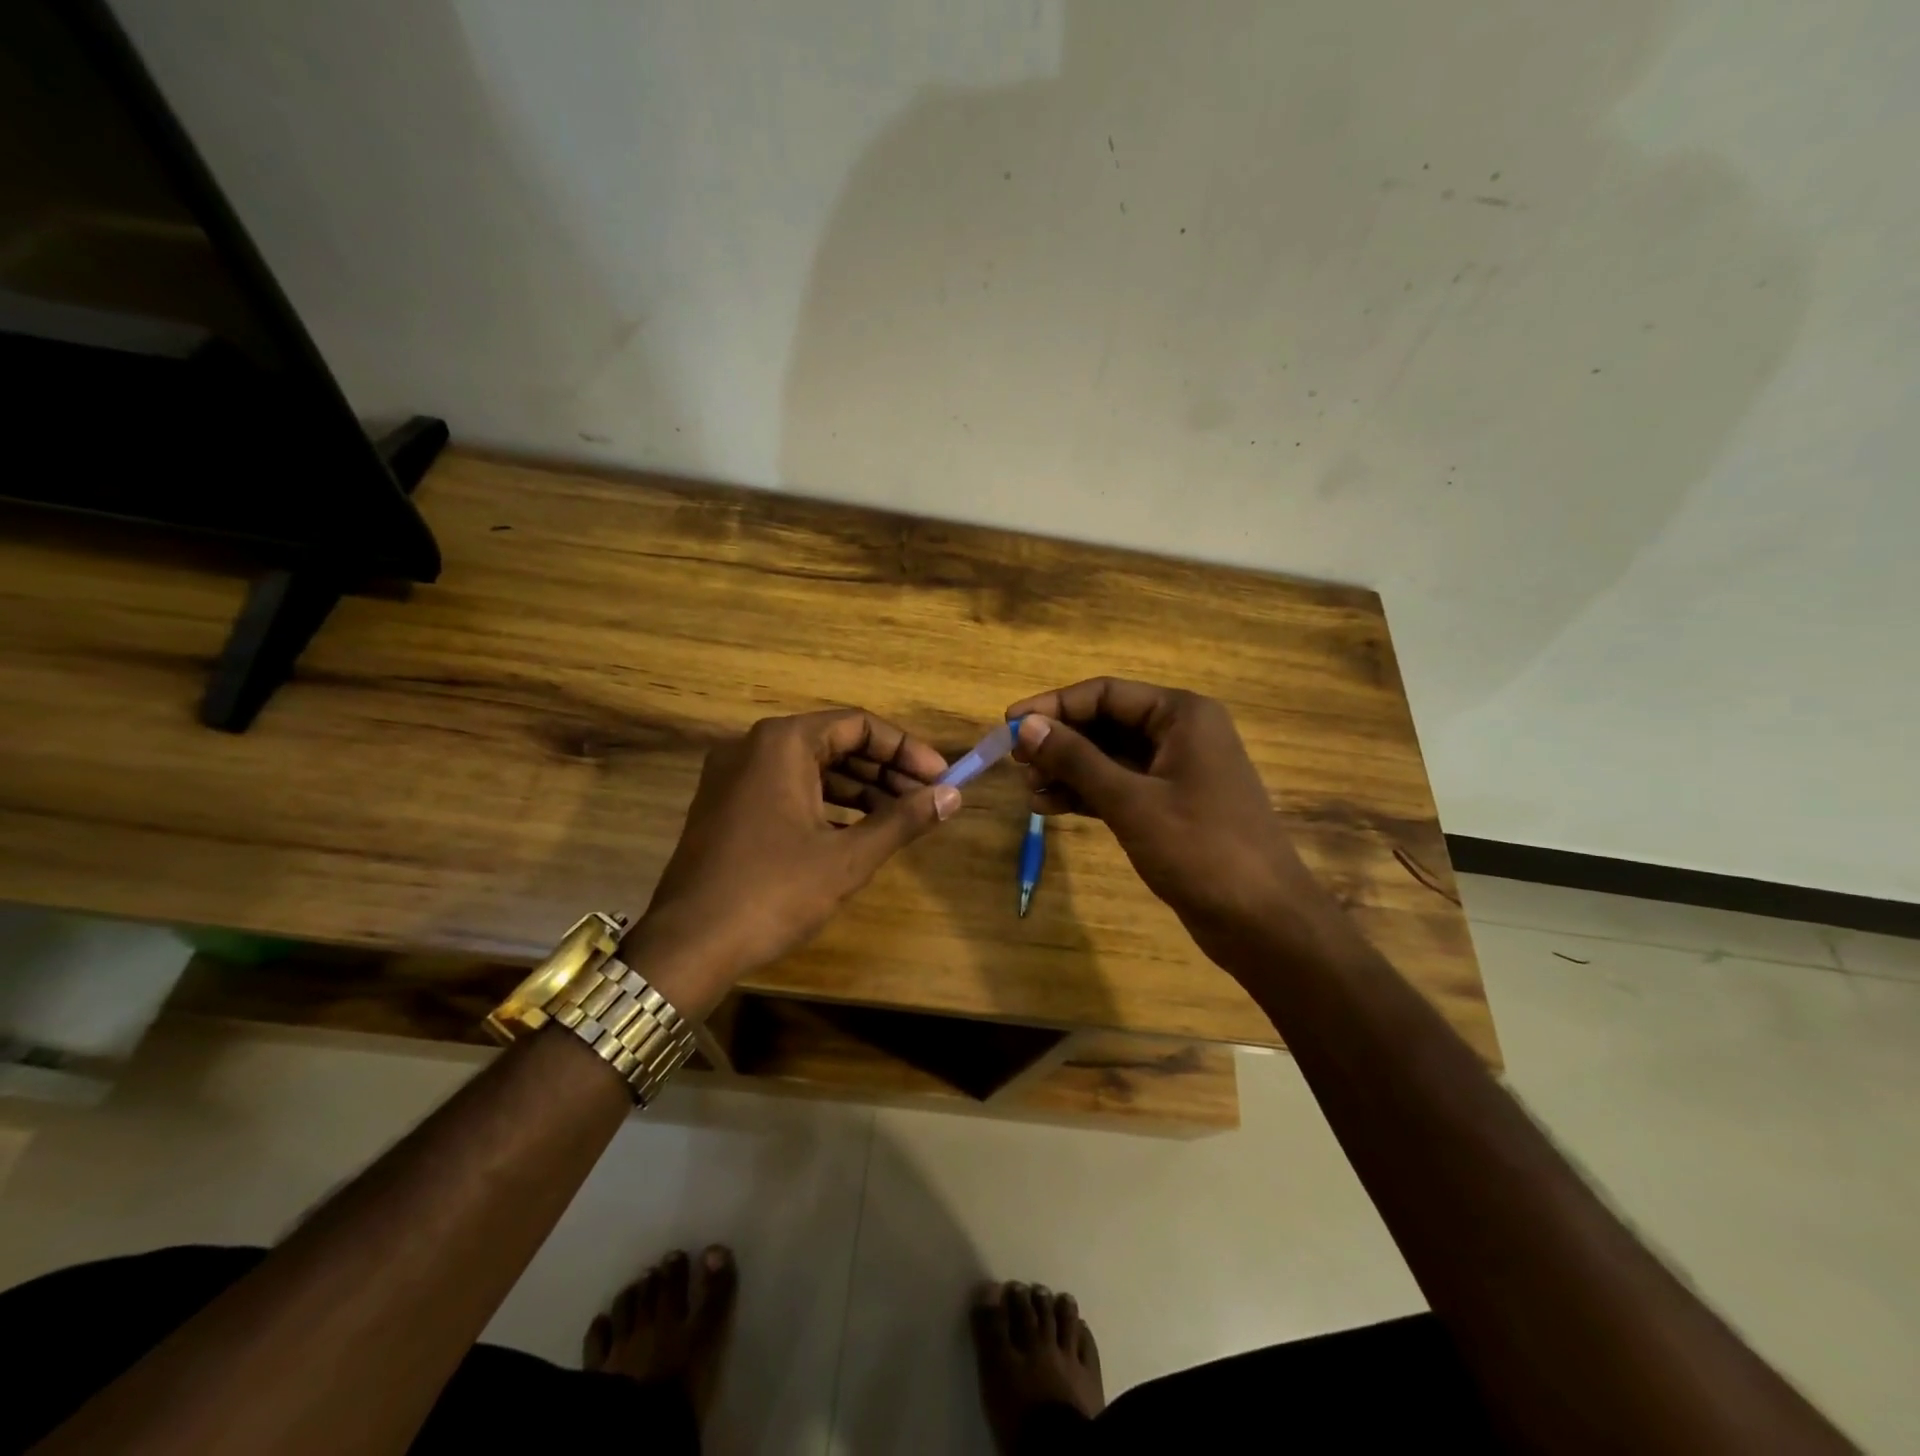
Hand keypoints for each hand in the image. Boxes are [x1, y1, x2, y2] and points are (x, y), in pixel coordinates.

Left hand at [624, 709, 958, 1016]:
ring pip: (812, 769)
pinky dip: (826, 804)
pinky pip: (788, 790)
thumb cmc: (773, 892)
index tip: (940, 777)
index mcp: (782, 743)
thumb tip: (953, 796)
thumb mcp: (847, 857)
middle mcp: (754, 747)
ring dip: (860, 789)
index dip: (905, 750)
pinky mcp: (727, 807)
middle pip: (835, 744)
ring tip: (902, 817)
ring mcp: (734, 777)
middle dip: (885, 770)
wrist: (688, 946)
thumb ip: (903, 820)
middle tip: (927, 798)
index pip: (858, 725)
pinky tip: (858, 831)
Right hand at [1006, 679, 1327, 962]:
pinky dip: (1087, 794)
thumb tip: (1026, 726)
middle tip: (1016, 763)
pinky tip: (1051, 807)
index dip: (1053, 705)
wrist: (1263, 921)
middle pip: (1106, 722)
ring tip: (1029, 791)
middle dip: (1060, 741)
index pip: (1105, 693)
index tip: (1009, 723)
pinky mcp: (1171, 806)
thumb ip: (1076, 760)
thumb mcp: (1131, 801)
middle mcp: (1180, 733)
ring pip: (1109, 757)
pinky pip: (1120, 786)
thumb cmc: (1201, 850)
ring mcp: (1177, 771)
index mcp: (1181, 715)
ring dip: (1068, 770)